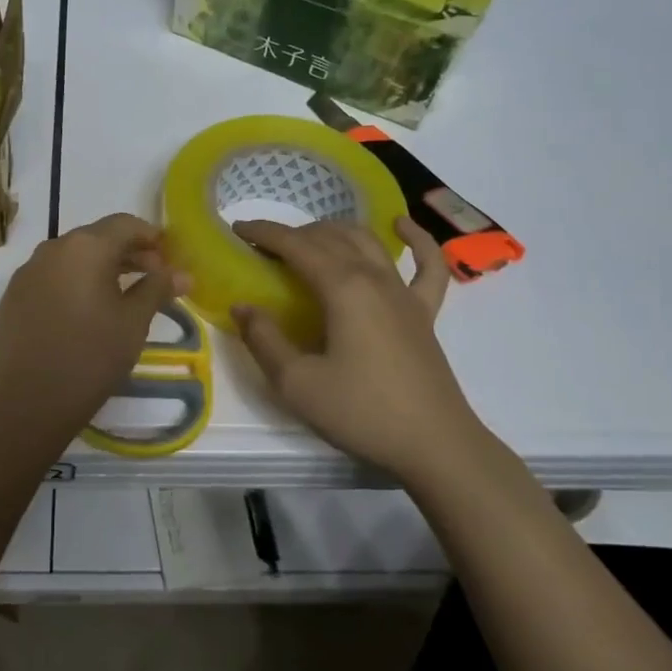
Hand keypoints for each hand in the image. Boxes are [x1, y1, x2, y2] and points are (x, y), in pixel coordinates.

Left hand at [0, 213, 181, 440]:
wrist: (29, 400)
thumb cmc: (91, 356)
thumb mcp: (133, 322)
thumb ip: (157, 289)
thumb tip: (183, 273)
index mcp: (85, 247)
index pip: (125, 224)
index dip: (152, 237)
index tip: (170, 258)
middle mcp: (53, 248)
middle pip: (97, 238)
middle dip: (128, 253)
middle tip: (154, 278)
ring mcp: (28, 271)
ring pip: (73, 257)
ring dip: (101, 268)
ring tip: (123, 296)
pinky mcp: (14, 296)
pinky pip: (52, 277)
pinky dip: (74, 283)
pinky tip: (86, 312)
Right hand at [232, 215, 490, 479]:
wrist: (434, 445)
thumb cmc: (361, 412)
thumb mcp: (296, 384)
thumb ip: (264, 340)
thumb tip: (243, 306)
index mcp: (342, 288)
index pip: (296, 246)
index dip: (265, 233)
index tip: (238, 229)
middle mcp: (374, 278)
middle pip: (330, 237)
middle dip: (294, 233)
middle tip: (265, 247)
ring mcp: (404, 293)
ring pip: (367, 242)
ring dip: (335, 231)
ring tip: (309, 237)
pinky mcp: (425, 312)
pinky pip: (427, 264)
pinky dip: (416, 239)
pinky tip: (401, 225)